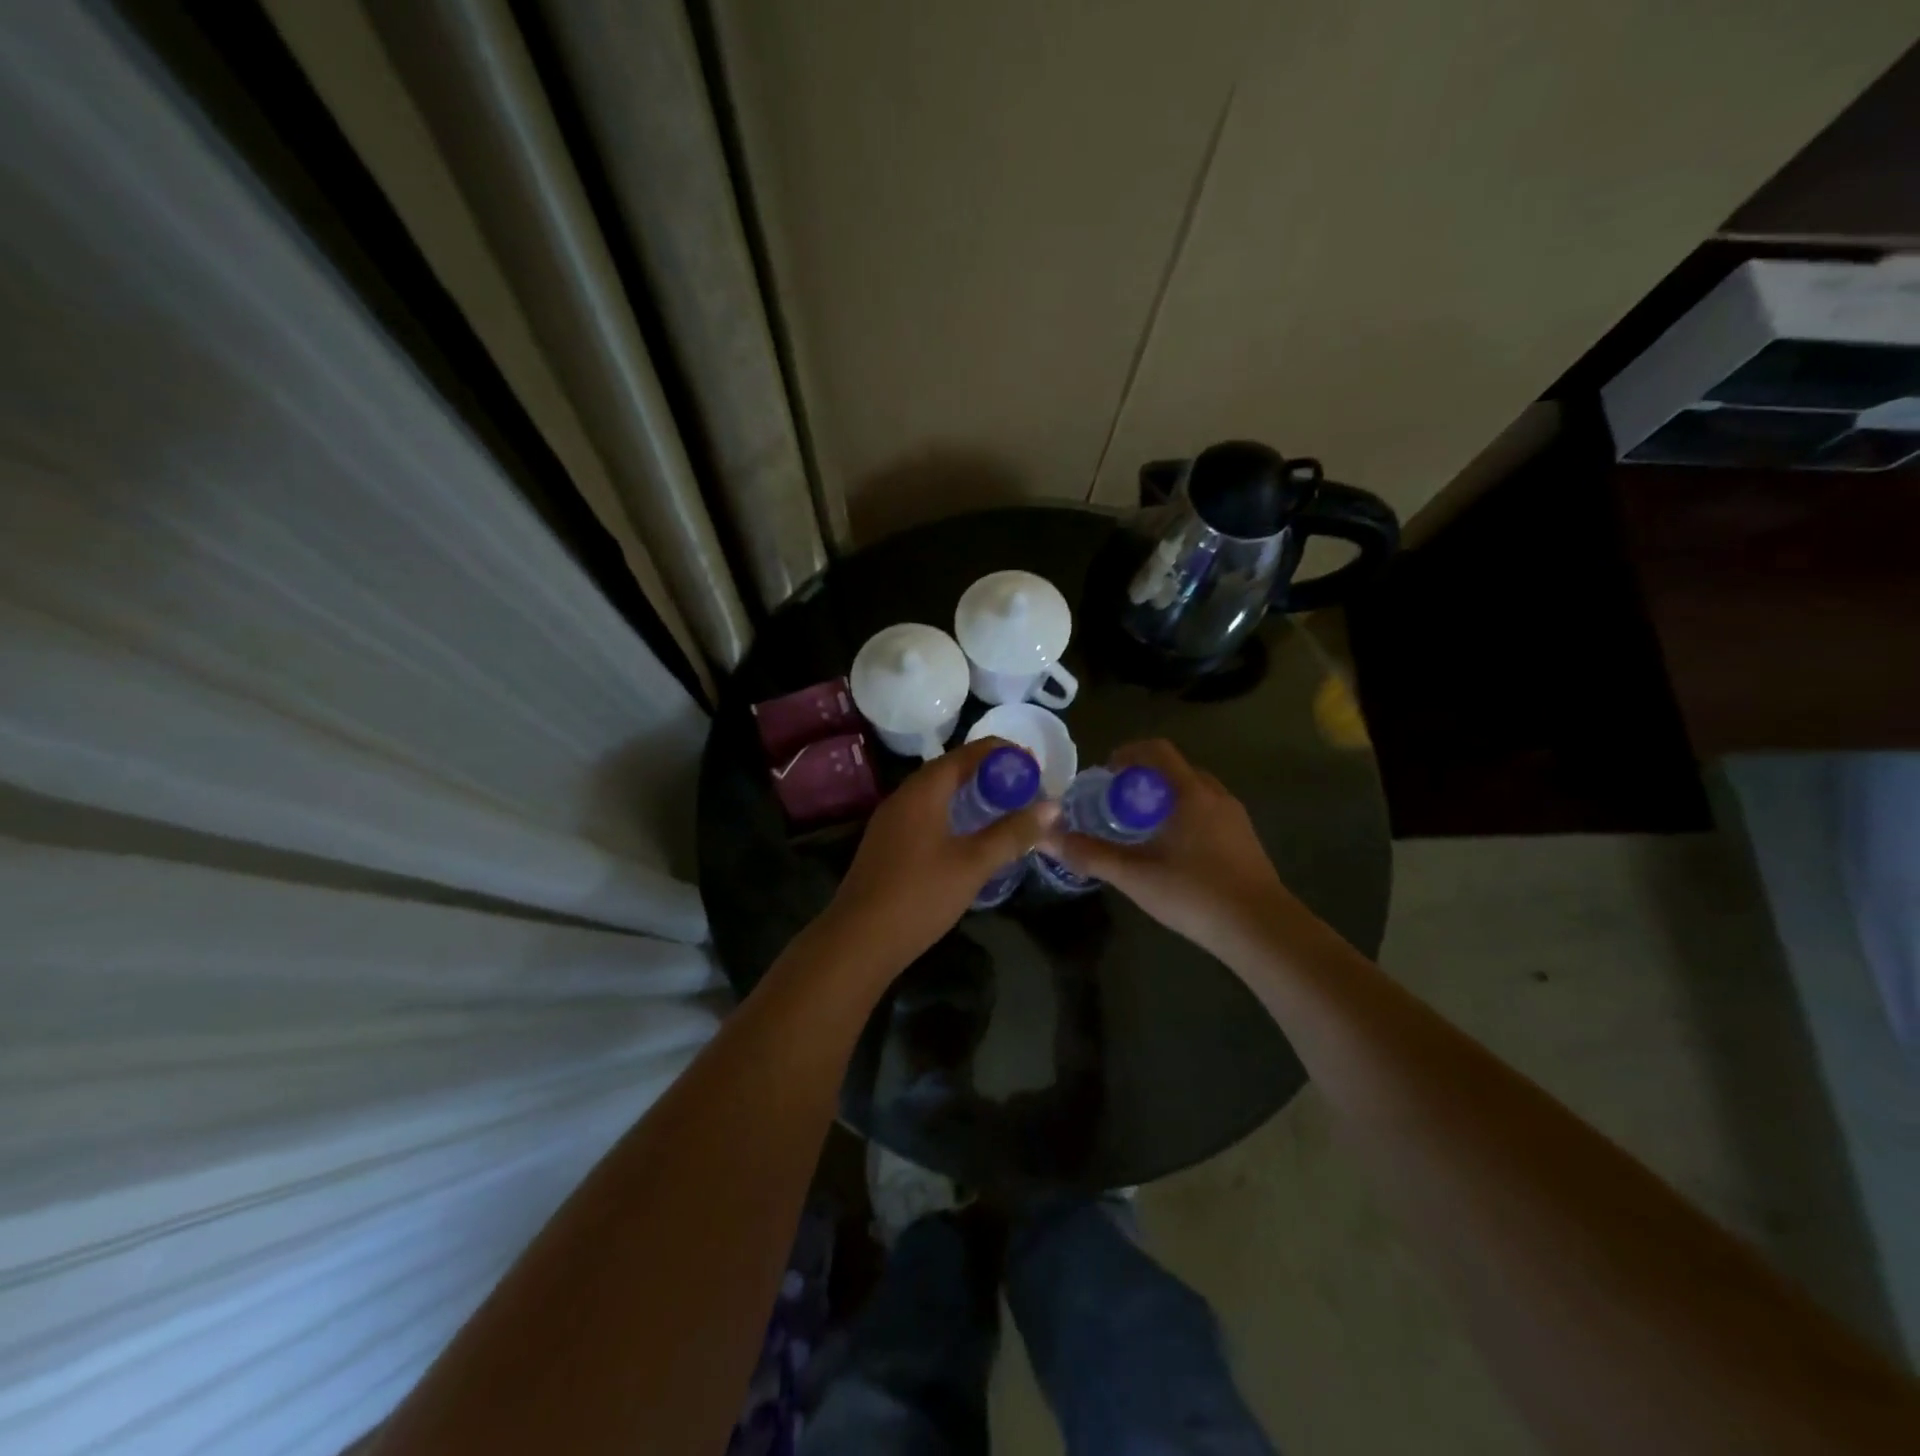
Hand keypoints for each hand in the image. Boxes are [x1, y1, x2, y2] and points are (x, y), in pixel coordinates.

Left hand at [820, 738, 1056, 977]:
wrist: (858, 940)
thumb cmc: (919, 896)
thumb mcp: (973, 864)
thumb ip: (1012, 833)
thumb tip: (1052, 806)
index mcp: (923, 790)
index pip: (967, 753)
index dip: (1002, 753)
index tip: (1034, 765)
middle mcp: (903, 796)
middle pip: (950, 769)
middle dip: (988, 772)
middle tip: (1024, 787)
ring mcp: (890, 821)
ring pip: (936, 793)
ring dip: (969, 793)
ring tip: (1003, 807)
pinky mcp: (886, 844)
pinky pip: (925, 813)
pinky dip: (952, 812)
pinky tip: (968, 835)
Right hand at [1035, 739, 1293, 961]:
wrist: (1261, 930)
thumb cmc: (1195, 893)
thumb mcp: (1135, 876)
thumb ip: (1089, 854)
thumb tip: (1045, 837)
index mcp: (1190, 793)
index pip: (1157, 750)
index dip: (1127, 754)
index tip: (1104, 774)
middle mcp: (1216, 795)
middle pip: (1174, 770)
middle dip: (1143, 779)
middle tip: (1116, 804)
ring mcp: (1235, 818)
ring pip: (1193, 792)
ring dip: (1165, 799)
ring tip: (1140, 828)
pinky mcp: (1245, 841)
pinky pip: (1207, 812)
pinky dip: (1184, 817)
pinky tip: (1171, 852)